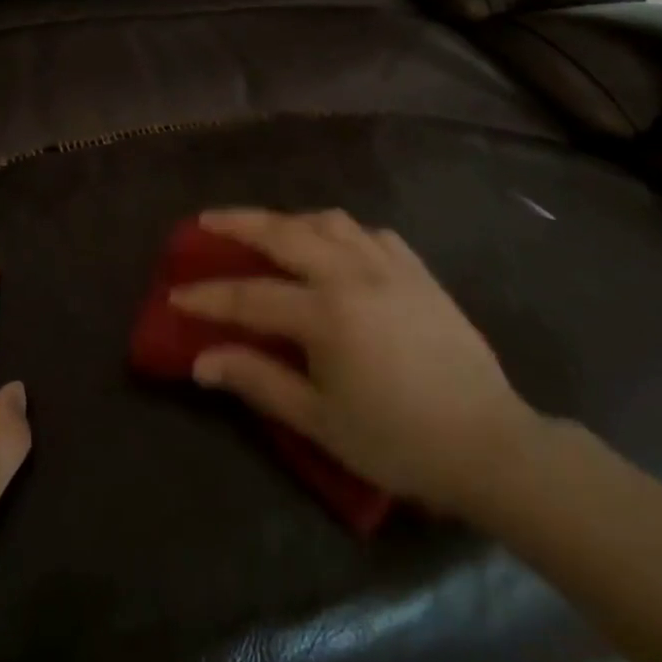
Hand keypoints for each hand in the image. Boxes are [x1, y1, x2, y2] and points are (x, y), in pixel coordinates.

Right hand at [170, 208, 538, 516]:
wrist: (486, 441)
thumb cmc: (397, 440)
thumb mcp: (320, 420)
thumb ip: (258, 381)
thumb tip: (202, 361)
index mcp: (326, 313)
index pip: (250, 296)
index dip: (207, 296)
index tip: (175, 293)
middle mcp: (353, 273)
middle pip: (284, 233)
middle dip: (238, 224)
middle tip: (205, 221)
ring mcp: (389, 265)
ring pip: (328, 221)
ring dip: (290, 220)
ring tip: (268, 229)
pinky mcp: (417, 269)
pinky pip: (369, 233)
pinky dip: (341, 231)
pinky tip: (335, 245)